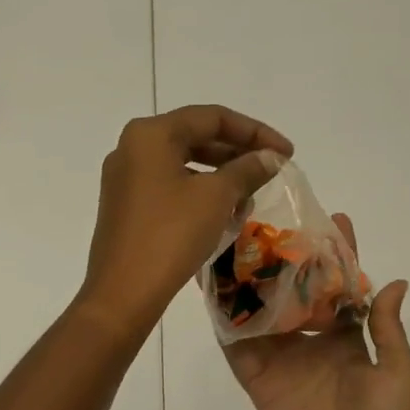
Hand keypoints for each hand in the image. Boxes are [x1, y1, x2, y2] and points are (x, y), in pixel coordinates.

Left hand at [78, 105, 293, 341]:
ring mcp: (125, 178)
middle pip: (195, 137)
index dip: (255, 131)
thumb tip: (270, 157)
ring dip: (221, 176)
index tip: (287, 153)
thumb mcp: (216, 198)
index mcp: (150, 134)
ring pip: (184, 164)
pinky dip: (199, 194)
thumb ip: (247, 169)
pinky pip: (170, 187)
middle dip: (237, 153)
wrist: (122, 293)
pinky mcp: (126, 206)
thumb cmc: (170, 235)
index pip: (212, 117)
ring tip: (251, 197)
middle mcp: (132, 148)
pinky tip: (224, 215)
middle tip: (272, 171)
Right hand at [224, 215, 409, 409]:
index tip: (333, 219)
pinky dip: (223, 318)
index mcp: (347, 337)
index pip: (339, 287)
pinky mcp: (257, 378)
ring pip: (260, 311)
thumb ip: (387, 327)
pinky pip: (236, 344)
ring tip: (232, 243)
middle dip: (284, 258)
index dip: (338, 256)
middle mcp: (310, 340)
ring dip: (247, 281)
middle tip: (269, 221)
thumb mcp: (398, 371)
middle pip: (292, 292)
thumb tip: (396, 282)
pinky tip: (210, 287)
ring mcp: (281, 358)